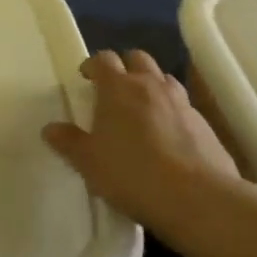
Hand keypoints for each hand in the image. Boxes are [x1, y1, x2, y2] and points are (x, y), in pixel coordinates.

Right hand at [41, 49, 239, 223]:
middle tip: (114, 90)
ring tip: (142, 110)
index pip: (104, 59)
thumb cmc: (132, 173)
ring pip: (164, 79)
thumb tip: (50, 129)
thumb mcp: (89, 162)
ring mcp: (182, 103)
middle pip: (137, 58)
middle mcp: (151, 86)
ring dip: (151, 86)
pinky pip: (184, 107)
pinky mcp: (205, 125)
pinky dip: (173, 112)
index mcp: (118, 88)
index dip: (93, 65)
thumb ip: (68, 142)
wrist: (198, 198)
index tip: (86, 78)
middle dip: (125, 67)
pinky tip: (168, 137)